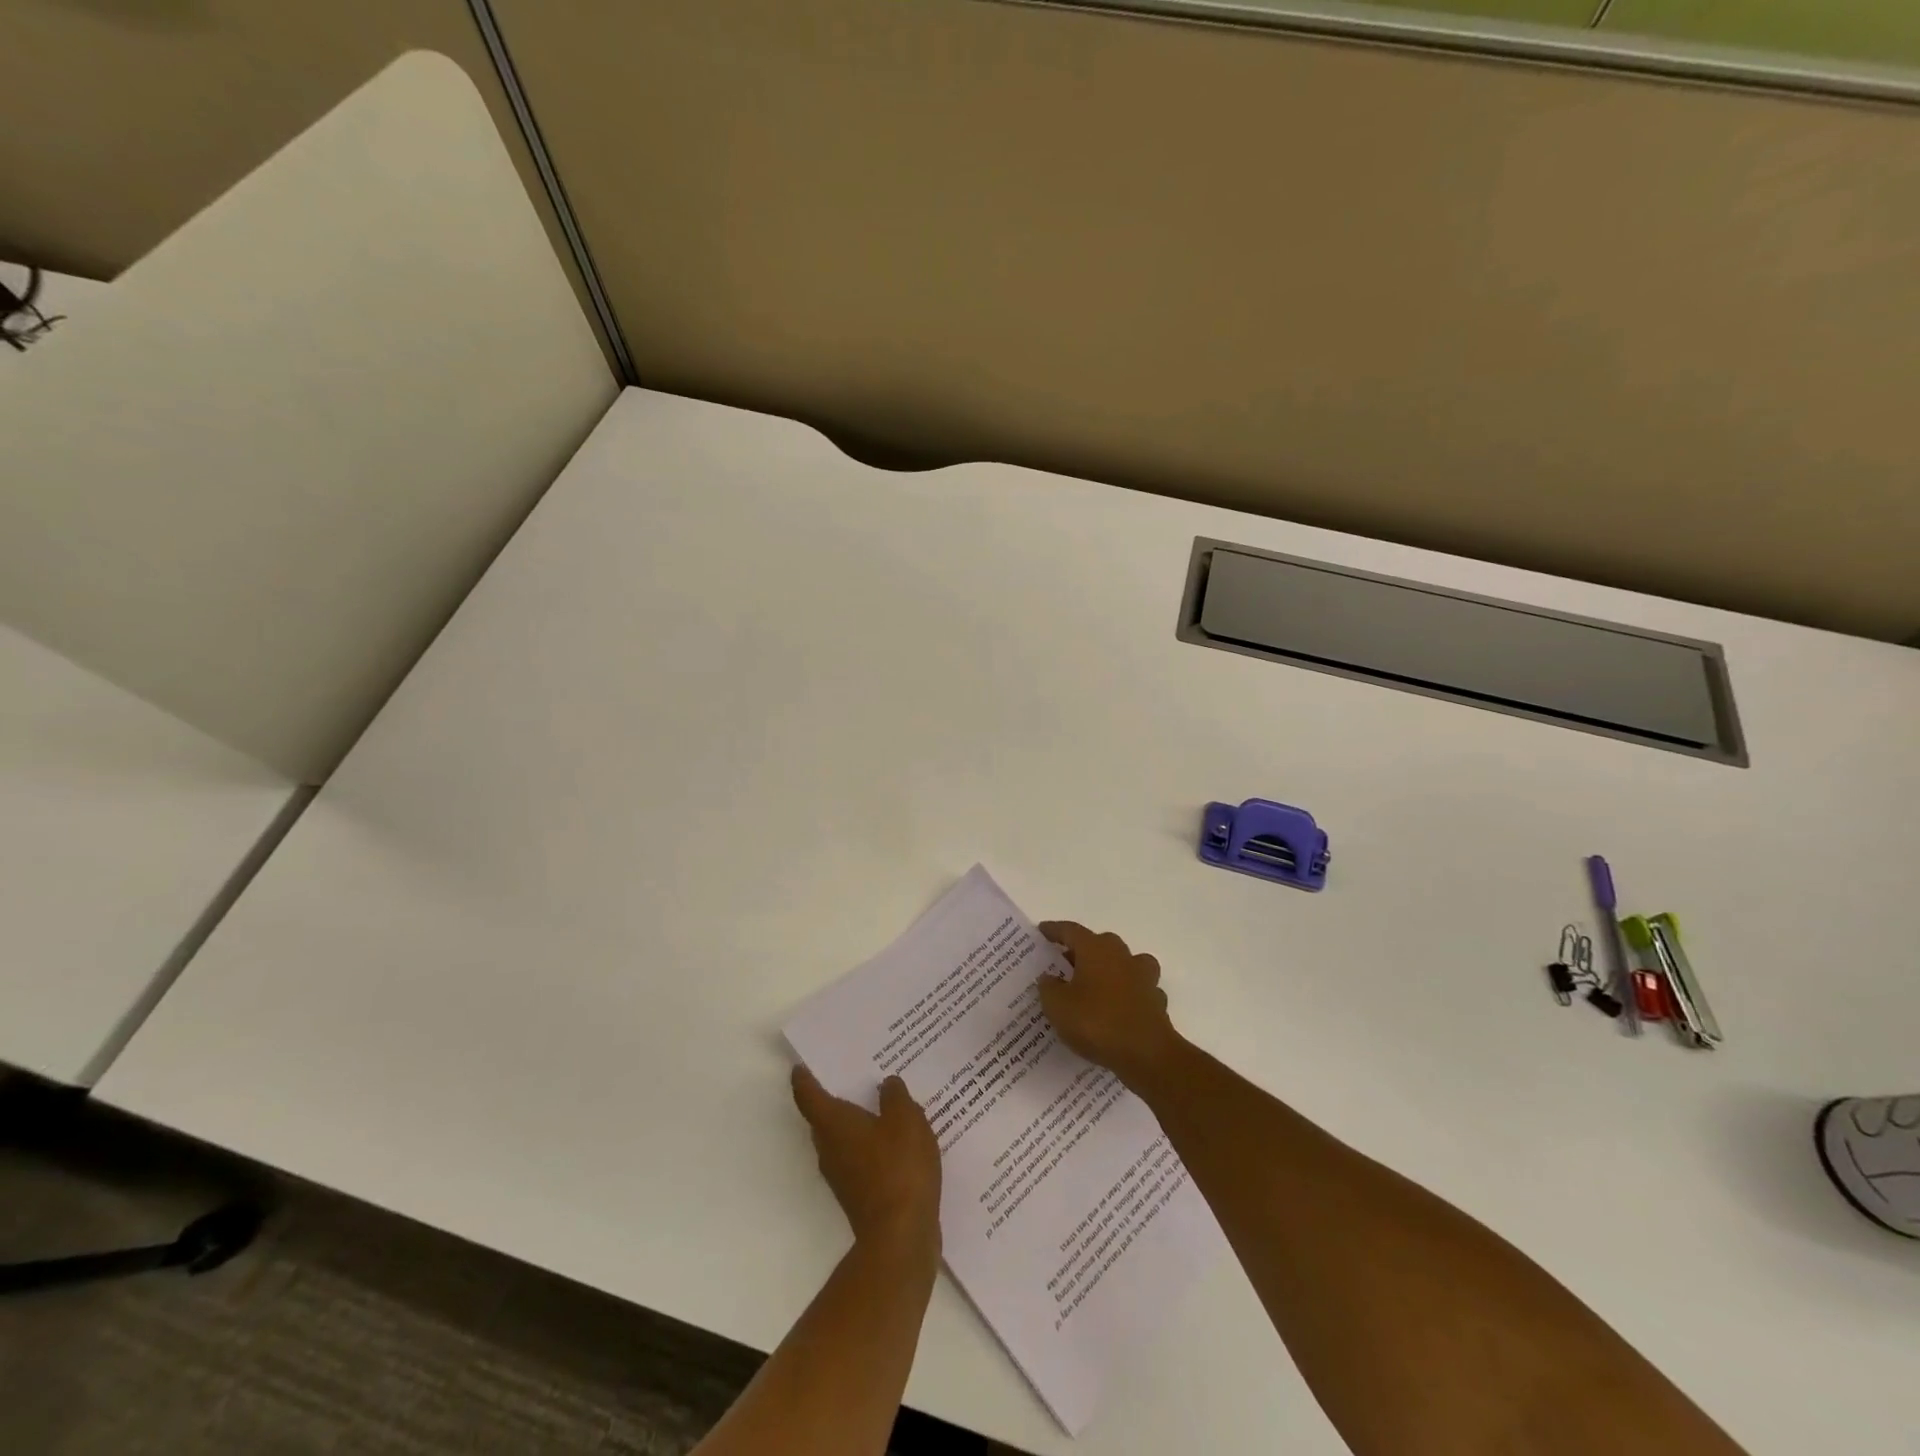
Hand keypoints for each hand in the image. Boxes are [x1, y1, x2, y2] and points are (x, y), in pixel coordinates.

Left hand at [791, 1067, 941, 1256]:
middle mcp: (830, 1149)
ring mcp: (842, 1176)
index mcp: (834, 1124)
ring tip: (881, 1103)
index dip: (803, 1079)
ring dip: (856, 1123)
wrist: (901, 1237)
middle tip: (853, 1074)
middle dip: (835, 1097)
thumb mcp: (906, 1119)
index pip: (809, 1096)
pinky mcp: (859, 1196)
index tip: (800, 1066)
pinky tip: (896, 1140)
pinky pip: (860, 1159)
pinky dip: (871, 1145)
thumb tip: (887, 1085)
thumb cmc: (898, 1168)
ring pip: (843, 1140)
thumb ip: (895, 1096)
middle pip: (824, 1118)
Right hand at [1037, 921, 1181, 1086]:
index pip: (1071, 931)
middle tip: (1065, 963)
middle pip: (1100, 943)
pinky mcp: (1156, 1001)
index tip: (1042, 930)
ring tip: (1096, 983)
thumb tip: (1049, 977)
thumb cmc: (1096, 1022)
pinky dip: (1127, 994)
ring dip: (1110, 969)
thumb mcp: (1057, 1007)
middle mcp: (1121, 956)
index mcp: (1095, 949)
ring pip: (1125, 962)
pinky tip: (1119, 1008)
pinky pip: (1138, 990)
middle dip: (1082, 950)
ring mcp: (1143, 977)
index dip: (1055, 930)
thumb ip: (1049, 988)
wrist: (1147, 1054)